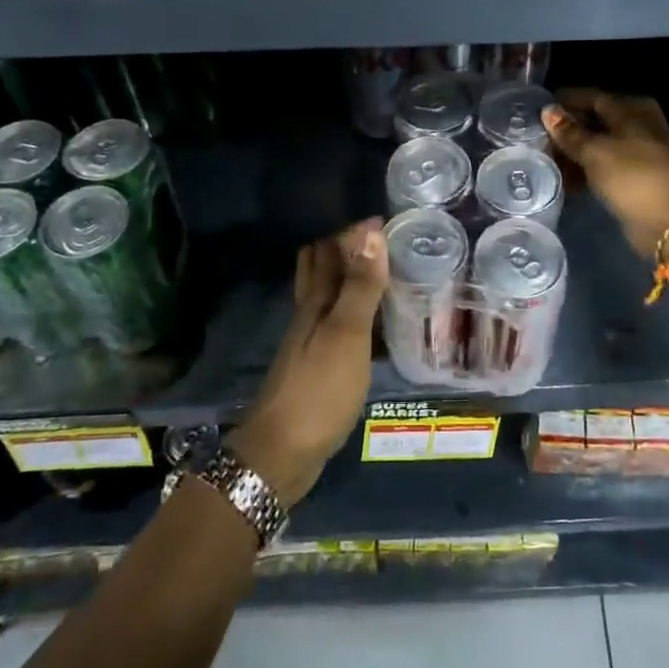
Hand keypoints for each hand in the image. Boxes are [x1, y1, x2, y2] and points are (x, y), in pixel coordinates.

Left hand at [228, 218, 388, 504]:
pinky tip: (375, 319)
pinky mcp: (321, 365)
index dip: (350, 230)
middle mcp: (310, 314)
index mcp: (314, 301)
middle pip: (323, 269)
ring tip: (385, 268)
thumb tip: (371, 232)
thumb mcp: (345, 334)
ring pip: (331, 296)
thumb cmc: (317, 389)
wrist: (283, 453)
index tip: (382, 214)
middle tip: (383, 236)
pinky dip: (357, 311)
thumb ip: (360, 286)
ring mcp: (313, 341)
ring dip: (352, 278)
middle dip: (346, 247)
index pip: (327, 249)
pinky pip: (341, 324)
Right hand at [544, 90, 668, 259]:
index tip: (539, 109)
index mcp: (633, 111)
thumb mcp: (595, 151)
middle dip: (569, 129)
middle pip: (597, 121)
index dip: (566, 102)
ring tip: (549, 161)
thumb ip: (570, 133)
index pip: (593, 98)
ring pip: (600, 145)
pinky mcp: (637, 177)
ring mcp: (640, 153)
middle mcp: (639, 126)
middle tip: (541, 138)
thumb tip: (548, 110)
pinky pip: (605, 166)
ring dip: (576, 152)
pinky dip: (587, 169)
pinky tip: (568, 179)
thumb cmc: (632, 177)